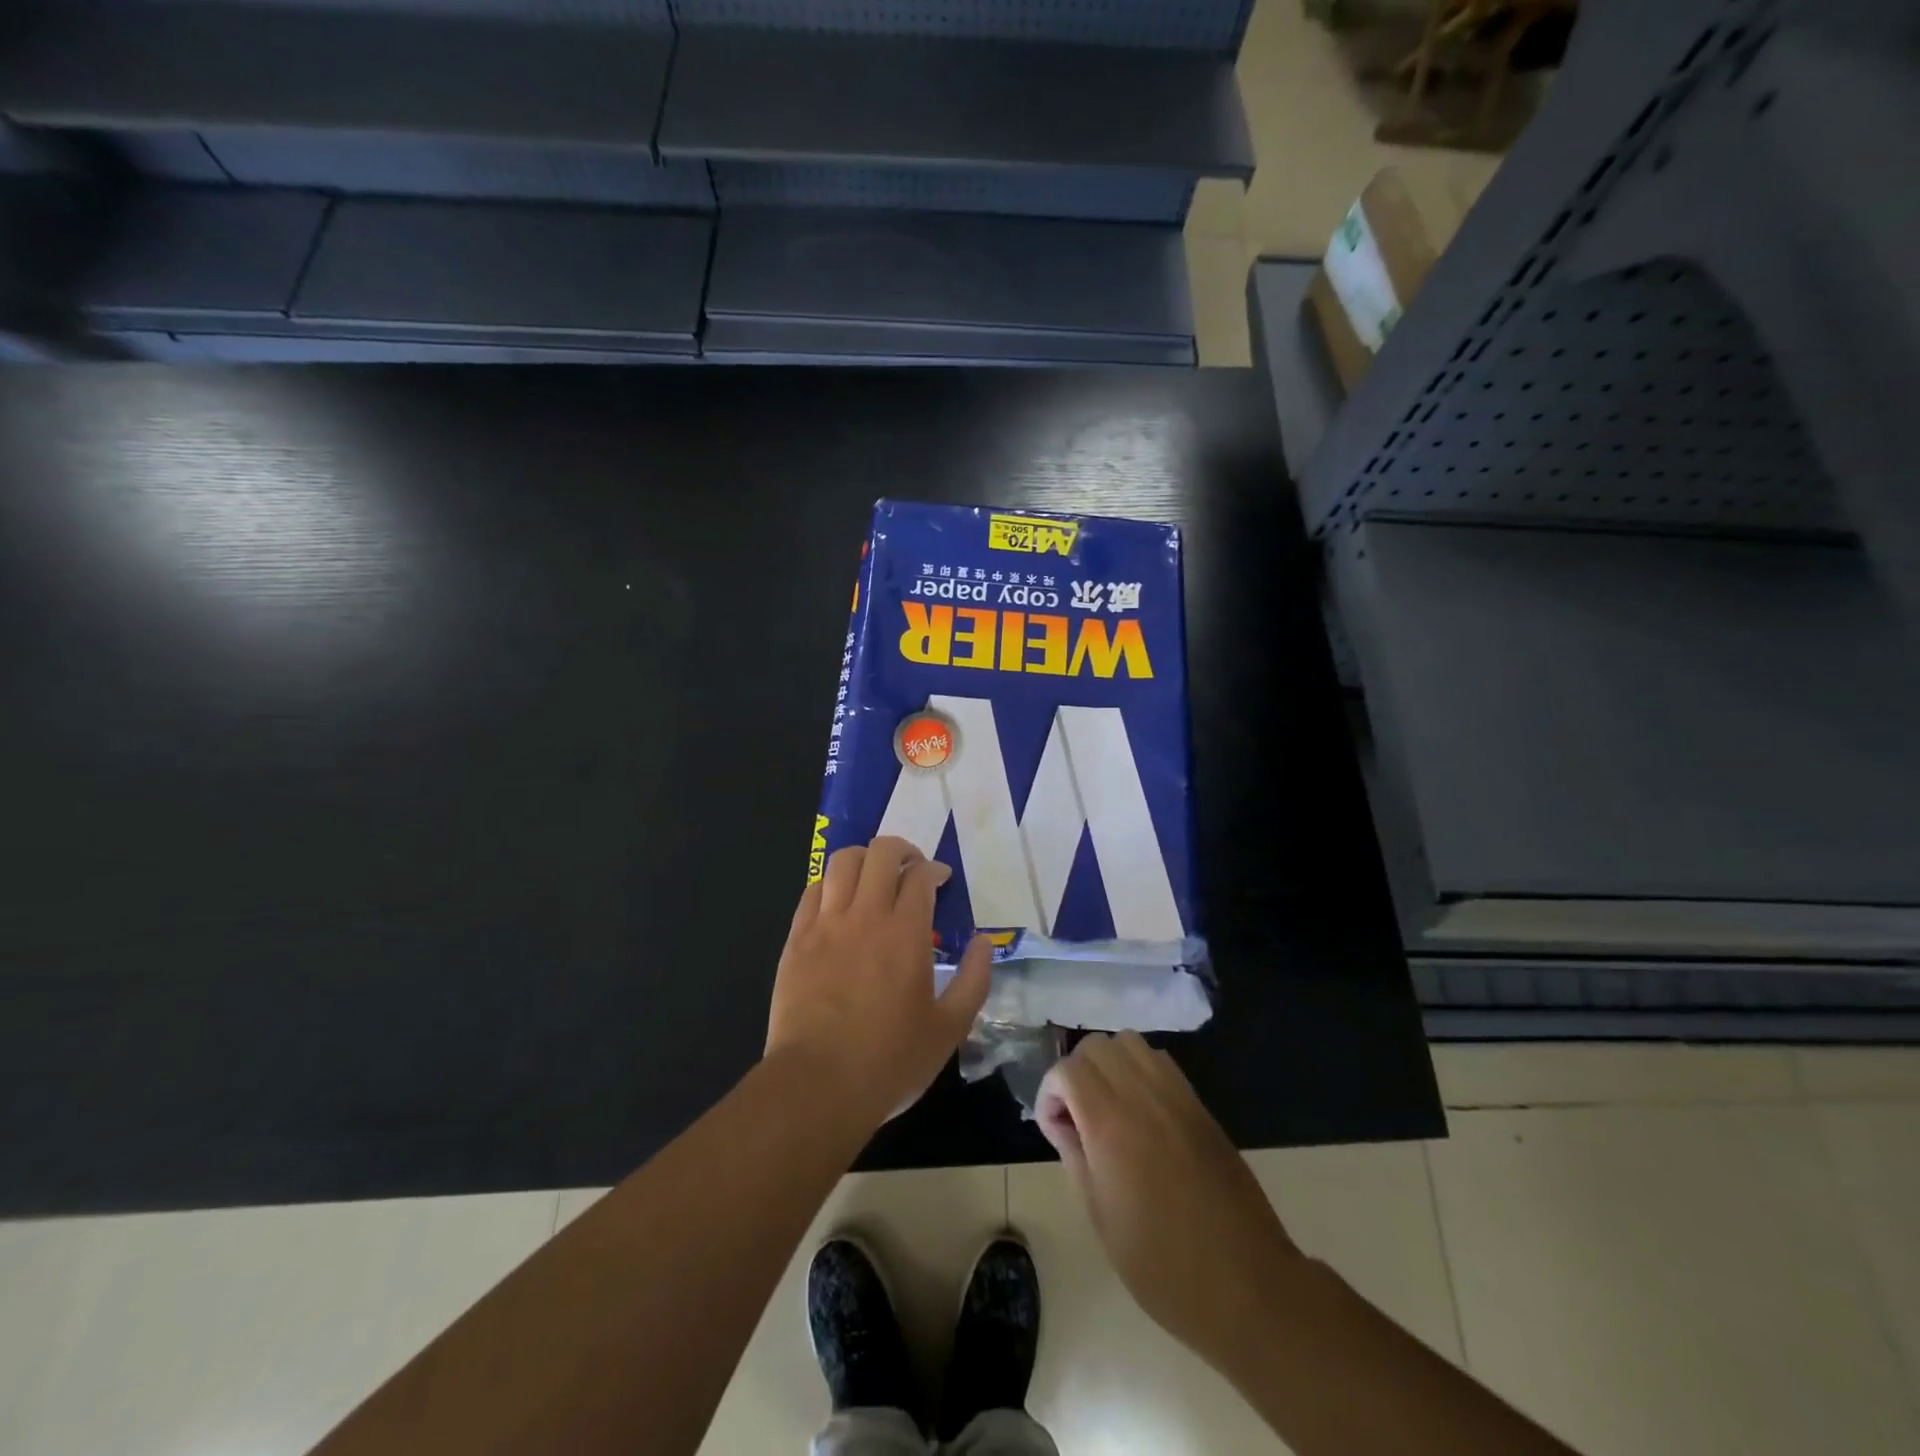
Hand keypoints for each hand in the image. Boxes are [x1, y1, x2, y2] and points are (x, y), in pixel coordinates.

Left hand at [766, 836, 992, 1128]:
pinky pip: (812, 890)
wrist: (817, 1086)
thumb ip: (973, 979)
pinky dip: (831, 883)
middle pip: (881, 853)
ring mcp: (825, 924)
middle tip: (911, 869)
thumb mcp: (949, 1029)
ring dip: (864, 858)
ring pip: (842, 862)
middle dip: (902, 851)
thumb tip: (983, 941)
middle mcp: (865, 916)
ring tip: (874, 876)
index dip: (934, 870)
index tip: (940, 881)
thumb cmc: (889, 1061)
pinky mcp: (796, 940)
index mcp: (905, 933)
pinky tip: (839, 900)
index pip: (920, 876)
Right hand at [1035, 1032, 1301, 1365]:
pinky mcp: (1199, 1105)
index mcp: (1110, 1123)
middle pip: (1096, 1045)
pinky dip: (1139, 1070)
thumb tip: (1061, 1123)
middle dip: (1075, 1071)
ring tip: (1107, 1106)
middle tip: (1076, 1115)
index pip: (1067, 1069)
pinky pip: (1160, 1061)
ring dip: (1109, 1063)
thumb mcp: (1100, 1216)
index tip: (1054, 1128)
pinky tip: (1140, 1111)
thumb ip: (1075, 1155)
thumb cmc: (1162, 1263)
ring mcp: (1176, 1095)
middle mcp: (1142, 1095)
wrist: (1245, 1284)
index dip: (1049, 1092)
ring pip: (1129, 1042)